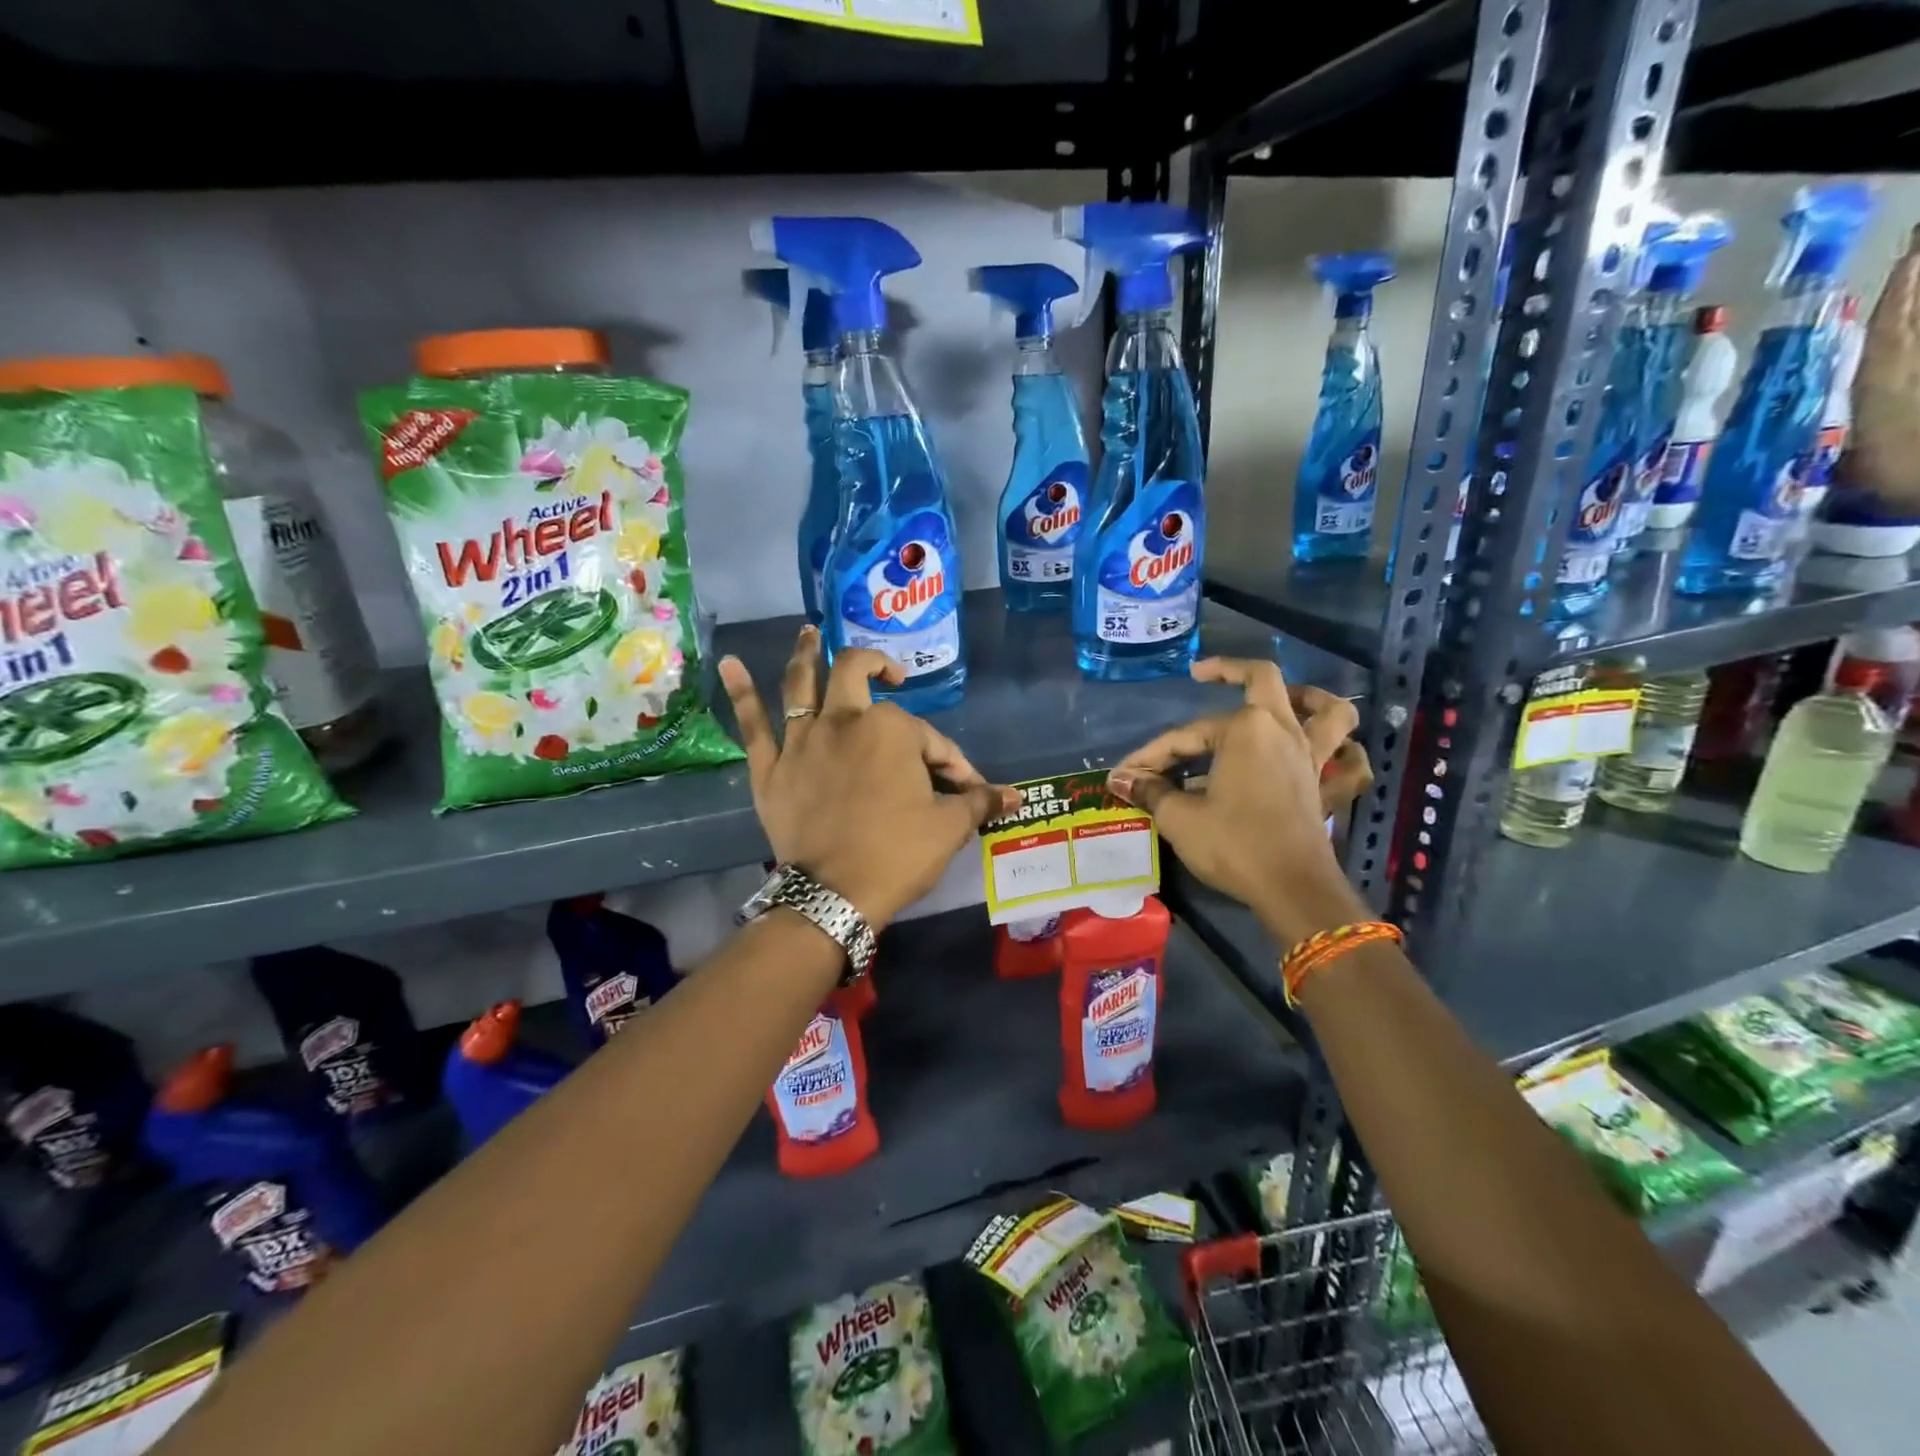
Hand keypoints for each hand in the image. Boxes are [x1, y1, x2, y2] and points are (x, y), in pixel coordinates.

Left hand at [720, 629, 1017, 928]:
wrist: (833, 894)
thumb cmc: (898, 853)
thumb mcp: (949, 827)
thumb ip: (980, 802)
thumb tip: (1017, 796)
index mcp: (891, 729)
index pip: (930, 739)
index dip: (952, 763)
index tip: (965, 791)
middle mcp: (844, 721)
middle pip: (857, 675)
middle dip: (878, 667)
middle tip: (891, 673)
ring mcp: (802, 741)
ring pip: (801, 684)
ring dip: (806, 654)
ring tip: (808, 631)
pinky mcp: (770, 767)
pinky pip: (752, 725)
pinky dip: (740, 693)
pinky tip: (728, 664)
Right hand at [1107, 658, 1369, 947]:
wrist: (1291, 888)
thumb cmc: (1233, 844)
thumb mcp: (1180, 818)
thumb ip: (1151, 791)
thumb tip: (1121, 779)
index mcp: (1245, 729)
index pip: (1185, 736)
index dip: (1150, 754)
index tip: (1124, 775)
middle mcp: (1282, 731)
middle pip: (1263, 681)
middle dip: (1230, 670)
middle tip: (1203, 673)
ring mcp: (1311, 757)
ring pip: (1328, 711)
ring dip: (1307, 697)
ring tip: (1286, 697)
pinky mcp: (1326, 786)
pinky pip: (1349, 761)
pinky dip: (1346, 752)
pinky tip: (1332, 753)